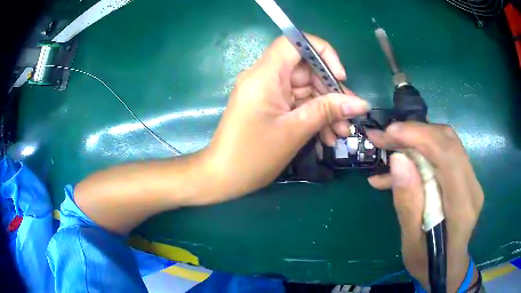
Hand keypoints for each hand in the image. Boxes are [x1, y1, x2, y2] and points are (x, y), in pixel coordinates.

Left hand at [191, 35, 369, 204]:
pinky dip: (312, 116)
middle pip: (305, 69)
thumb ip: (328, 111)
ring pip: (305, 89)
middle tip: (349, 116)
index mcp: (265, 75)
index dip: (321, 52)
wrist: (222, 177)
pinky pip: (296, 103)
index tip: (339, 77)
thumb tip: (361, 103)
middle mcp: (264, 77)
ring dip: (325, 108)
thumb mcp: (295, 131)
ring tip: (341, 132)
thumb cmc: (252, 156)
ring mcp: (266, 92)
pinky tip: (327, 136)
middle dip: (330, 92)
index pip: (294, 42)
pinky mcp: (269, 106)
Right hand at [366, 122, 482, 290]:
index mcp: (462, 207)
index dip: (420, 137)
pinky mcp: (464, 178)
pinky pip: (444, 154)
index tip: (389, 133)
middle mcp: (472, 186)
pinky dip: (422, 152)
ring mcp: (470, 180)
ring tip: (388, 148)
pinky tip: (401, 166)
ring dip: (417, 139)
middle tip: (384, 138)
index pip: (448, 156)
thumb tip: (398, 161)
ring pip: (446, 143)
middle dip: (415, 133)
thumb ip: (408, 205)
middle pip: (448, 142)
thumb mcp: (411, 243)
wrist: (449, 268)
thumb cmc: (428, 263)